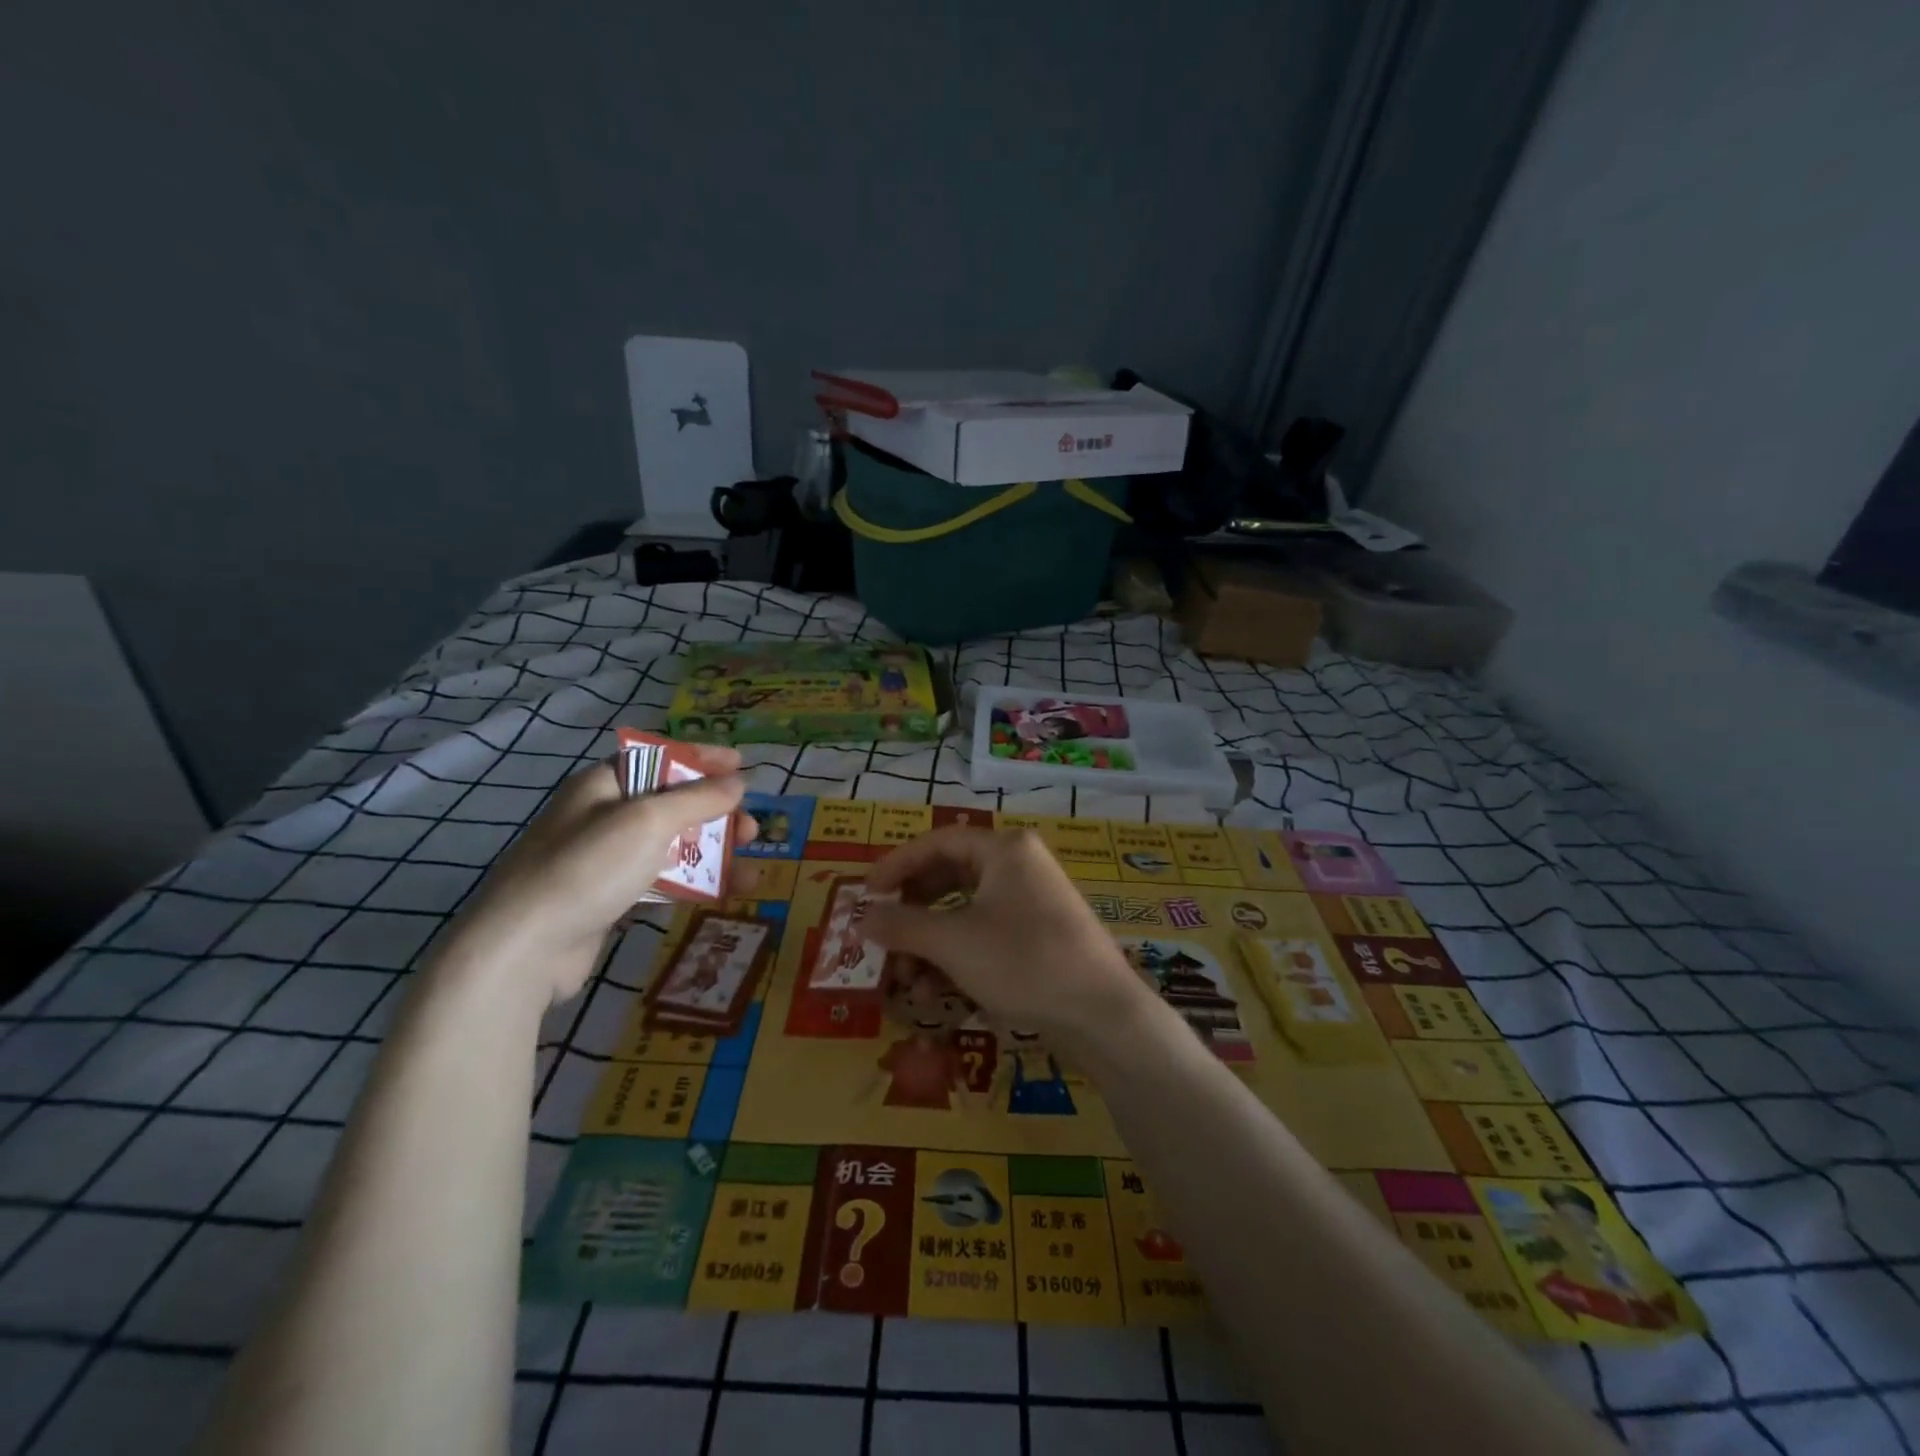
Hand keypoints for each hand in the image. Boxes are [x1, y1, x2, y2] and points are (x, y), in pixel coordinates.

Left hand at [453, 747, 756, 1000]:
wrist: (524, 948)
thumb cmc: (589, 868)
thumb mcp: (649, 821)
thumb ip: (697, 799)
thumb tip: (738, 782)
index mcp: (605, 784)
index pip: (661, 757)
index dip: (703, 759)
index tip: (742, 765)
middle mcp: (604, 815)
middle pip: (673, 803)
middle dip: (717, 813)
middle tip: (752, 829)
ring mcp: (606, 859)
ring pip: (672, 844)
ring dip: (714, 852)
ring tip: (751, 867)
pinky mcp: (610, 897)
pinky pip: (662, 879)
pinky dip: (695, 882)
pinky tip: (726, 892)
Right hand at [863, 827, 1153, 1052]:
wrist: (1101, 1014)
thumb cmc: (1023, 962)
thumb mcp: (953, 942)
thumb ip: (903, 925)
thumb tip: (862, 918)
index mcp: (1004, 849)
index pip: (937, 842)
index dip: (896, 866)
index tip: (866, 895)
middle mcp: (1020, 865)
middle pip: (949, 877)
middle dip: (913, 914)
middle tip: (884, 939)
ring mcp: (1032, 901)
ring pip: (965, 912)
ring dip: (931, 944)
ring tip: (909, 982)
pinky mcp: (1040, 935)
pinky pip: (986, 934)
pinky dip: (958, 958)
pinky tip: (938, 994)